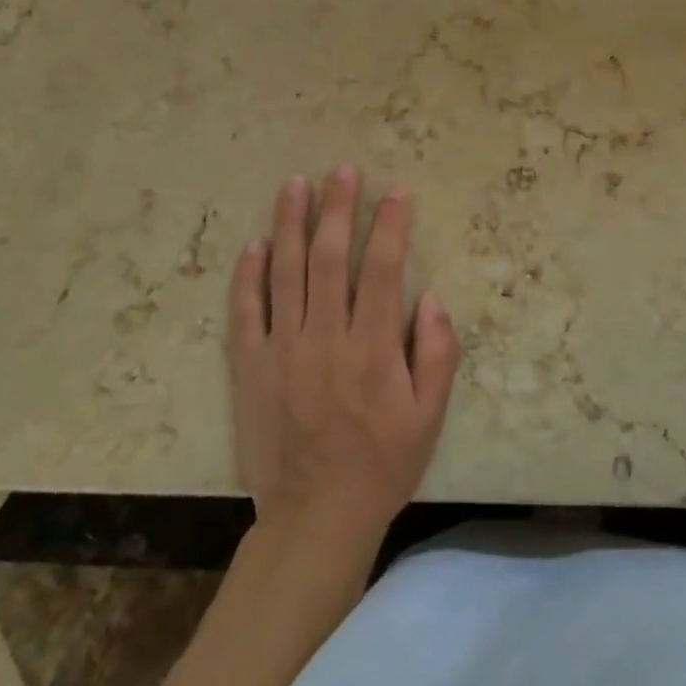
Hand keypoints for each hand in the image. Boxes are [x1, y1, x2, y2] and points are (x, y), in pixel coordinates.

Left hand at [228, 166, 460, 551]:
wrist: (316, 516)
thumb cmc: (382, 463)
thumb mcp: (429, 416)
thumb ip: (438, 354)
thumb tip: (432, 297)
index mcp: (373, 347)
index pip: (383, 269)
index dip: (391, 226)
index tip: (396, 192)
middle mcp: (326, 337)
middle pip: (330, 258)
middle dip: (338, 208)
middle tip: (342, 169)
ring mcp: (283, 350)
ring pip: (286, 273)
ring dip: (291, 224)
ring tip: (295, 185)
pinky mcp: (251, 367)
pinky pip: (247, 312)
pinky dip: (249, 275)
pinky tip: (255, 243)